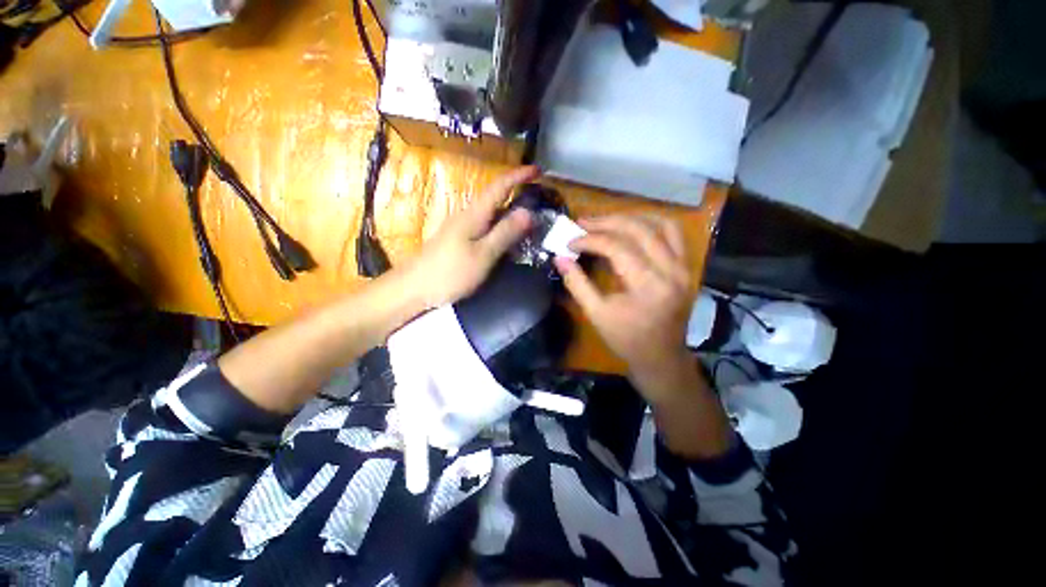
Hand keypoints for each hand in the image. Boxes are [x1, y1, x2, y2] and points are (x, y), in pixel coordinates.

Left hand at [403, 166, 538, 308]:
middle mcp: (468, 215)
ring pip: (492, 213)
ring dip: (511, 210)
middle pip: (496, 197)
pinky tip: (509, 237)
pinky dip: (501, 226)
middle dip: (518, 191)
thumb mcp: (483, 255)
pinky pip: (486, 226)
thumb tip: (528, 212)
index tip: (538, 170)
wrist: (414, 288)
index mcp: (475, 214)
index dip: (519, 175)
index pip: (499, 186)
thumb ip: (505, 233)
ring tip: (531, 218)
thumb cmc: (450, 272)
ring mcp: (462, 228)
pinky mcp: (460, 240)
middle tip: (540, 198)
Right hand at [554, 215, 700, 403]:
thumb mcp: (596, 314)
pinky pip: (674, 234)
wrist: (661, 357)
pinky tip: (633, 225)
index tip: (570, 242)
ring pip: (661, 225)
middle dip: (607, 222)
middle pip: (638, 230)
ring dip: (630, 217)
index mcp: (648, 285)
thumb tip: (559, 258)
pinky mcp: (686, 267)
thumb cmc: (626, 340)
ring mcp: (684, 266)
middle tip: (583, 222)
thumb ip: (577, 284)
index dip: (589, 240)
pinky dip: (651, 224)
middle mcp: (671, 270)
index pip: (616, 247)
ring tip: (606, 220)